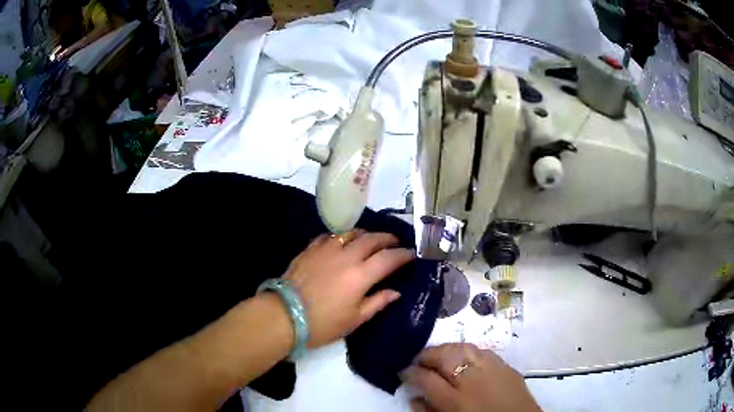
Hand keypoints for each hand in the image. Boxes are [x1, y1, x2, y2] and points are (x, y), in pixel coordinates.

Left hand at [282, 231, 414, 347]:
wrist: (284, 315)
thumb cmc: (322, 323)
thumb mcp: (354, 319)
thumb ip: (378, 302)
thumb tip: (396, 292)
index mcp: (361, 275)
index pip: (389, 258)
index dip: (403, 254)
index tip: (411, 254)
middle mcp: (346, 256)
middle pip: (372, 239)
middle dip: (388, 238)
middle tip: (395, 242)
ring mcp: (326, 249)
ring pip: (351, 232)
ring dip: (366, 234)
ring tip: (371, 240)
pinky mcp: (310, 248)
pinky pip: (330, 235)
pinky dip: (342, 236)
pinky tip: (343, 242)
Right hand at [401, 343, 541, 411]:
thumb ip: (427, 411)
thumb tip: (413, 396)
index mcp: (455, 400)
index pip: (425, 377)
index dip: (410, 371)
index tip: (403, 370)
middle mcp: (473, 379)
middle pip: (444, 355)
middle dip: (427, 354)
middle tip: (418, 360)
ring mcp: (492, 368)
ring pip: (463, 347)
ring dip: (446, 349)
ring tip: (438, 356)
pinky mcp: (506, 365)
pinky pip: (482, 351)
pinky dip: (467, 351)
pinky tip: (463, 358)